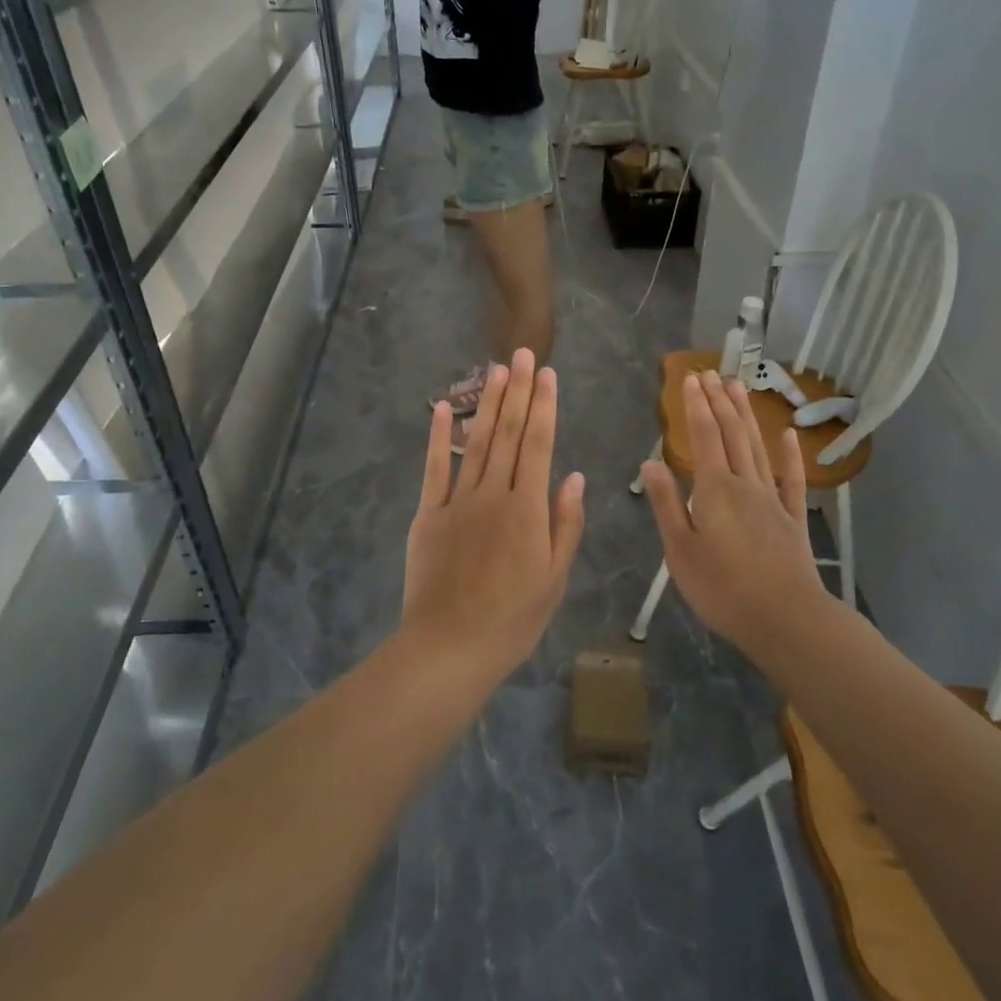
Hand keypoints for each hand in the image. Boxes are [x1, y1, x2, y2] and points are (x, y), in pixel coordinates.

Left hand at [403, 350, 585, 679]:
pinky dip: (439, 437)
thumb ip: (565, 525)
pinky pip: (434, 468)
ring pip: (477, 442)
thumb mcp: (554, 579)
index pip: (540, 445)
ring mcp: (457, 501)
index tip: (548, 374)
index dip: (545, 406)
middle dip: (518, 390)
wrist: (450, 647)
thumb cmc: (512, 619)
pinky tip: (443, 407)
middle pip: (509, 433)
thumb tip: (573, 477)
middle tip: (522, 353)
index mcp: (528, 509)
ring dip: (487, 403)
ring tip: (496, 369)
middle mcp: (494, 494)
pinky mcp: (428, 513)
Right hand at [639, 371, 825, 654]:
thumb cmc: (722, 588)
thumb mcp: (680, 549)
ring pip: (758, 447)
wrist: (786, 619)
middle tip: (712, 373)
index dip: (697, 406)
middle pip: (732, 434)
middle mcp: (745, 484)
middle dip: (720, 401)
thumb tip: (650, 462)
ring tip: (739, 386)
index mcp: (714, 489)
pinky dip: (789, 455)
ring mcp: (772, 499)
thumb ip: (666, 503)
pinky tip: (788, 434)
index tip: (690, 379)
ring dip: (747, 415)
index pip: (704, 437)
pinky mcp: (793, 519)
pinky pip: (791, 479)